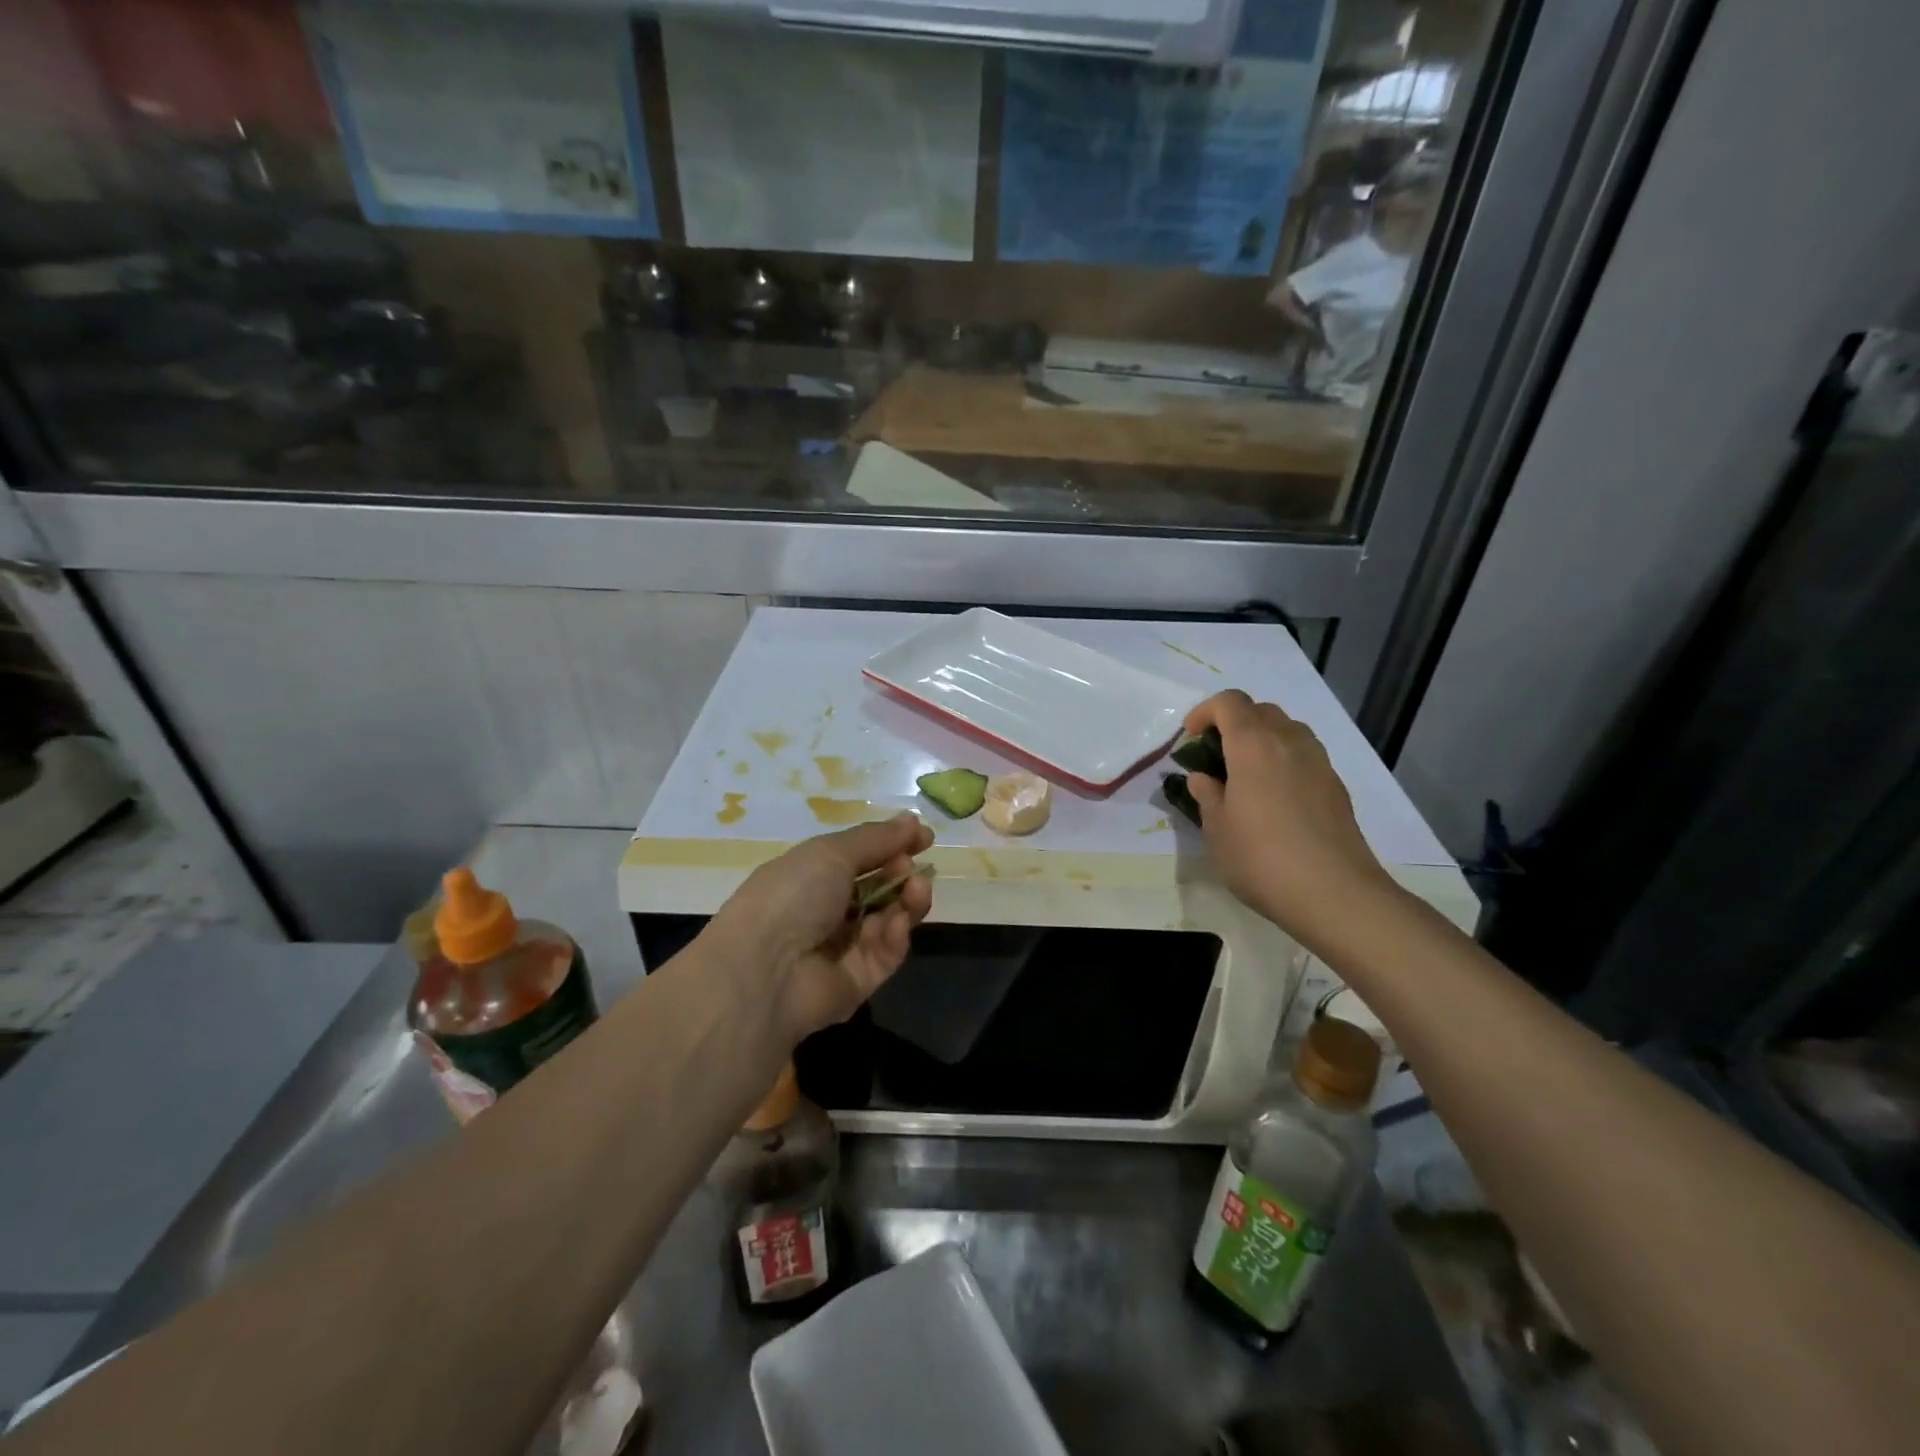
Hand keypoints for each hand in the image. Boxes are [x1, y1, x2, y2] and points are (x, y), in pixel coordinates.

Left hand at [703, 813, 934, 1044]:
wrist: (764, 971)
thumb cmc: (792, 896)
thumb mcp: (831, 853)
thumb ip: (877, 838)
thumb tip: (913, 820)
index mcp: (811, 876)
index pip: (861, 857)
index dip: (892, 845)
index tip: (925, 837)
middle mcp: (826, 910)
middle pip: (879, 889)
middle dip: (902, 873)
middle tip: (912, 866)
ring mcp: (843, 948)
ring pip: (889, 920)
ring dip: (907, 901)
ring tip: (917, 889)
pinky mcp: (858, 981)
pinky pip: (886, 953)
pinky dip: (895, 936)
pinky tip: (896, 923)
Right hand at [1183, 690, 1397, 945]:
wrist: (1334, 893)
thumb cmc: (1261, 858)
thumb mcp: (1217, 830)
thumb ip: (1207, 795)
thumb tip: (1204, 778)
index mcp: (1253, 745)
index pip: (1229, 702)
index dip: (1205, 712)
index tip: (1190, 739)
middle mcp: (1289, 742)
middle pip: (1259, 710)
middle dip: (1233, 723)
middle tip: (1215, 757)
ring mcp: (1318, 762)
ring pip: (1287, 729)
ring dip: (1261, 739)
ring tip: (1245, 775)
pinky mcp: (1335, 785)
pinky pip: (1304, 755)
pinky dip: (1283, 760)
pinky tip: (1274, 798)